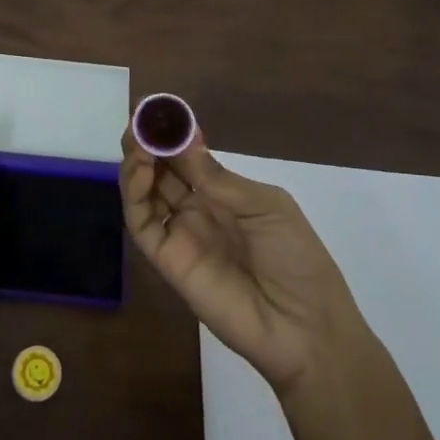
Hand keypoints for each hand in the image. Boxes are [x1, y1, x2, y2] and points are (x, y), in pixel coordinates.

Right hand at [120, 127, 368, 394]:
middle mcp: (197, 211)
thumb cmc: (297, 259)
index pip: (188, 159)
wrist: (305, 328)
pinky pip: (142, 223)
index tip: (159, 111)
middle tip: (140, 121)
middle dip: (149, 144)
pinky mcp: (167, 260)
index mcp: (225, 195)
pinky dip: (134, 195)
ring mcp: (180, 234)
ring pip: (145, 193)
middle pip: (161, 172)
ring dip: (137, 163)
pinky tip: (141, 171)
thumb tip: (182, 139)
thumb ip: (218, 178)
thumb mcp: (266, 206)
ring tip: (138, 141)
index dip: (173, 135)